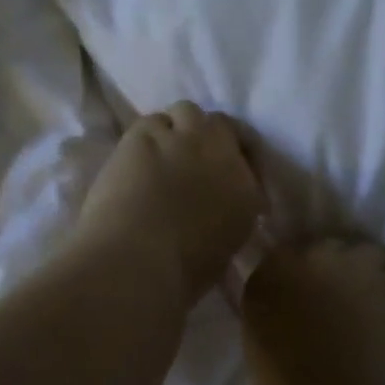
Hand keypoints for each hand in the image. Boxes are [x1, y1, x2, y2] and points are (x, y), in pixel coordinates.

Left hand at [72, 102, 264, 304]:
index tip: (223, 173)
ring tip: (163, 151)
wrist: (136, 259)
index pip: (248, 160)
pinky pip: (151, 121)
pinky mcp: (143, 134)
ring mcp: (182, 138)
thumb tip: (216, 208)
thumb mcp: (222, 247)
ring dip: (178, 127)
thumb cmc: (180, 273)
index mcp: (246, 190)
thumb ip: (227, 216)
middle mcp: (220, 154)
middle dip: (207, 136)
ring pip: (186, 111)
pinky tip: (136, 155)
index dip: (234, 159)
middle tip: (193, 156)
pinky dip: (148, 134)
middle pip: (219, 125)